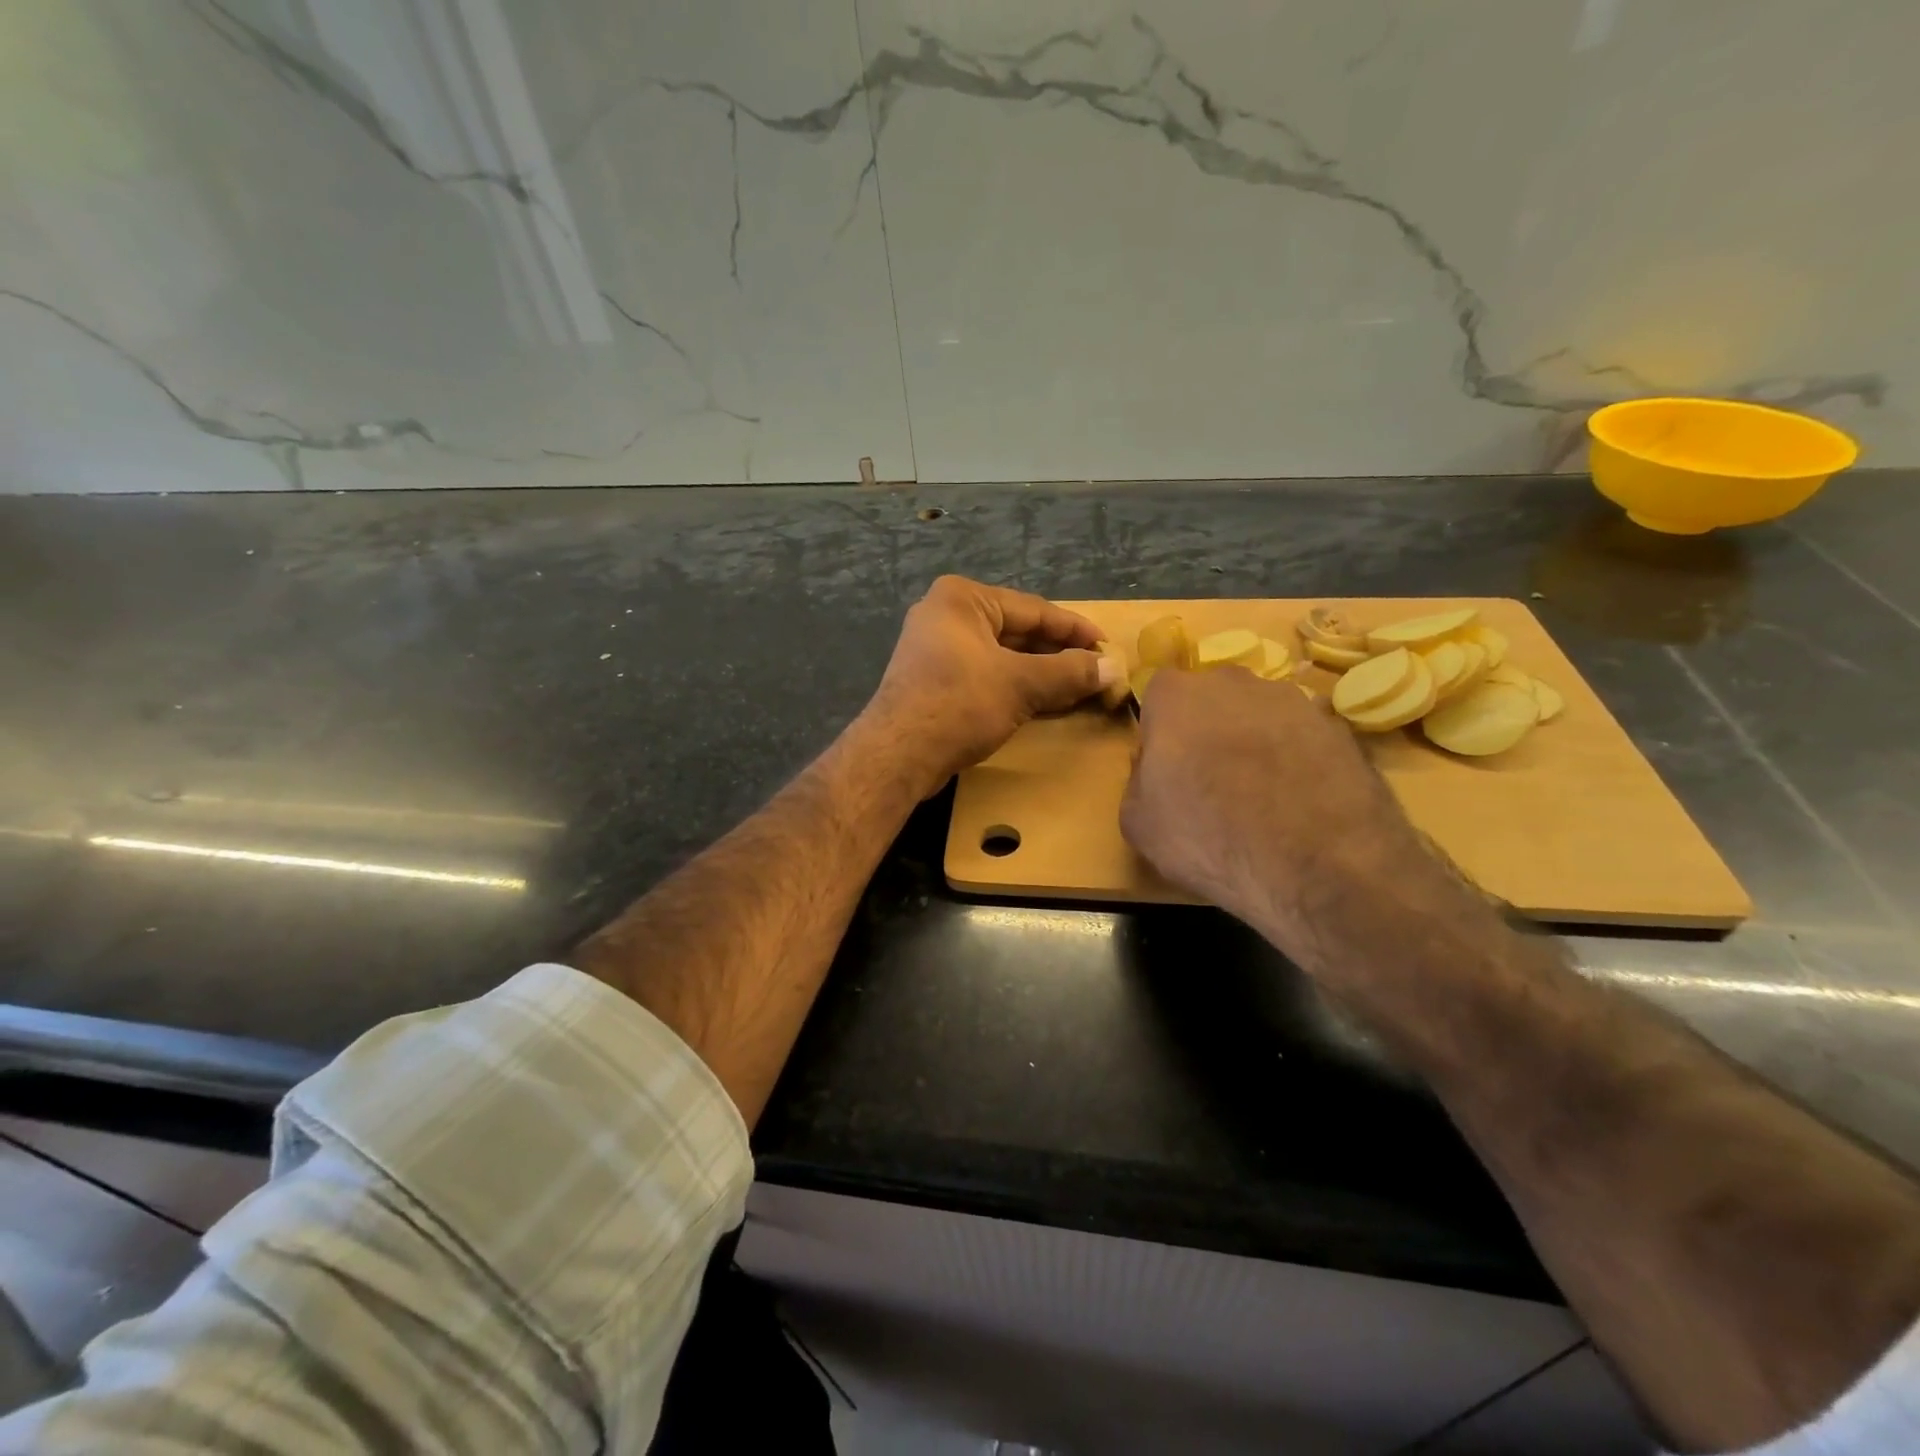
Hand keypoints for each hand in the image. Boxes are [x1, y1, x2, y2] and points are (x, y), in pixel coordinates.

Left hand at [865, 576, 1118, 792]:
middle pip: (1018, 632)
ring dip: (1041, 673)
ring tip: (1078, 689)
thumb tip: (1115, 668)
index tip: (1108, 647)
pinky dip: (1016, 687)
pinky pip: (987, 676)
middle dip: (1059, 654)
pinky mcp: (935, 681)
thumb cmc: (960, 703)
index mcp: (963, 599)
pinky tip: (1044, 703)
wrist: (899, 754)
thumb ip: (1070, 672)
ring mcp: (937, 650)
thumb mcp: (1021, 684)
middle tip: (1097, 671)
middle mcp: (946, 616)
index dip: (1075, 630)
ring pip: (1003, 656)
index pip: (1034, 609)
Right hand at [1120, 667, 1426, 934]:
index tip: (1165, 766)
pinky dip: (1298, 760)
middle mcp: (1236, 683)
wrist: (1315, 866)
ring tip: (1263, 796)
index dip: (1160, 731)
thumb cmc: (1207, 838)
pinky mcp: (1341, 728)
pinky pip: (1304, 738)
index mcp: (1177, 696)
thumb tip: (1154, 768)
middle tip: (1211, 778)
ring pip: (1261, 715)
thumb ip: (1138, 779)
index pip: (1158, 696)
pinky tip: (1300, 803)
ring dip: (1256, 742)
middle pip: (1213, 697)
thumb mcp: (1138, 821)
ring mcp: (1295, 701)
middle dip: (1209, 728)